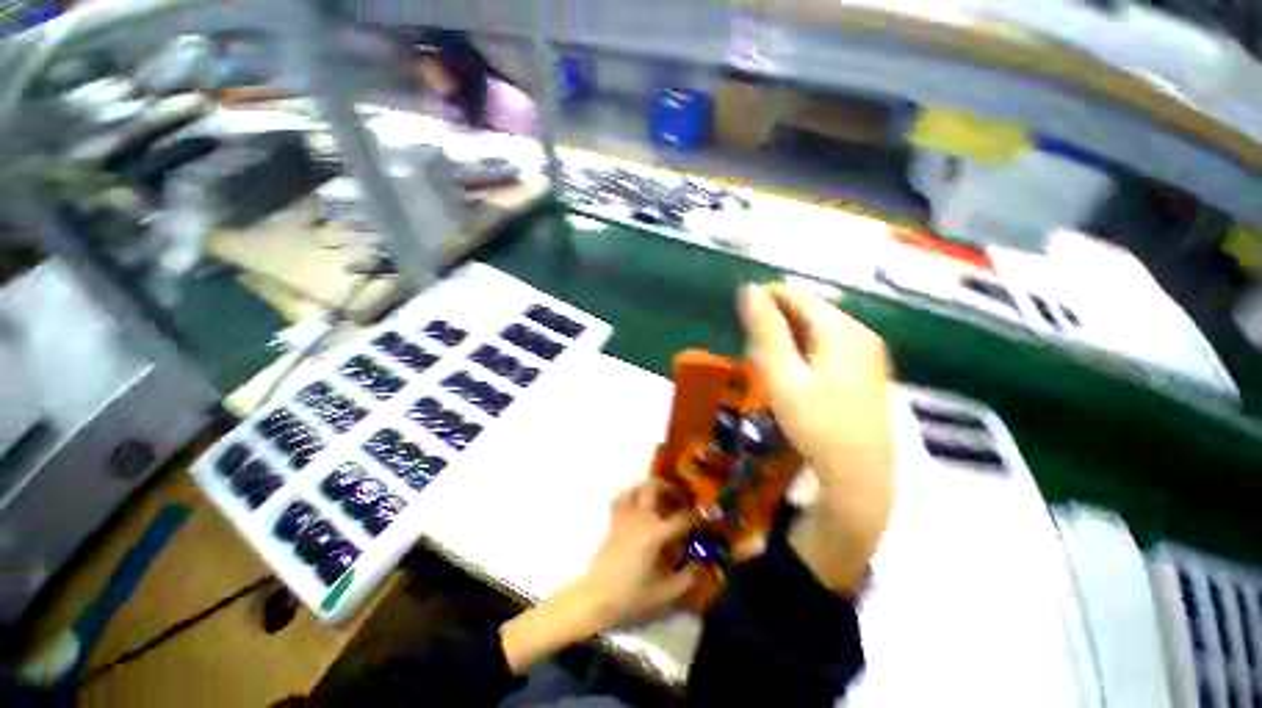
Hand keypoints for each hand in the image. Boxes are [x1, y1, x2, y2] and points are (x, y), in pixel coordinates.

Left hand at [577, 481, 697, 628]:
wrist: (595, 598)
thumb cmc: (630, 597)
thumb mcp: (663, 594)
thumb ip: (685, 580)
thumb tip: (699, 568)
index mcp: (655, 533)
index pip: (681, 518)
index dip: (695, 516)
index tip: (704, 517)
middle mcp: (640, 518)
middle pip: (652, 486)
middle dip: (667, 487)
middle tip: (678, 498)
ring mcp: (624, 518)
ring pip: (633, 488)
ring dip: (646, 488)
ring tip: (657, 499)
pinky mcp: (613, 523)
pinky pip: (620, 500)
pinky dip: (629, 496)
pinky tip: (636, 508)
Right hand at [738, 284, 895, 594]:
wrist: (858, 475)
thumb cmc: (815, 423)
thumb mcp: (781, 374)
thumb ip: (765, 329)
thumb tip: (748, 290)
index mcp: (842, 329)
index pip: (797, 295)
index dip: (766, 296)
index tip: (739, 308)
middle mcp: (860, 333)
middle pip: (811, 309)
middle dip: (776, 314)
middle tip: (747, 333)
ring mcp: (868, 352)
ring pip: (819, 327)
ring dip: (788, 330)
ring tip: (762, 348)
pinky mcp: (866, 371)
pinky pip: (828, 344)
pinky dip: (804, 345)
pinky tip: (790, 363)